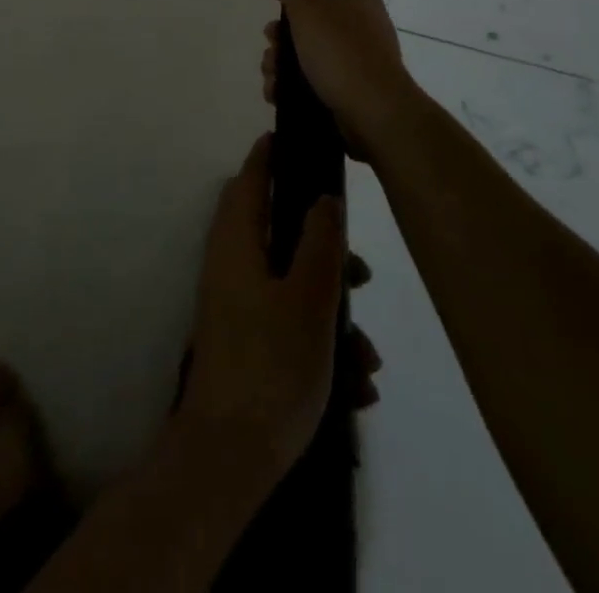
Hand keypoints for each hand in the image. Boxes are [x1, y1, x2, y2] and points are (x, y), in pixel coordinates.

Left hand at [177, 134, 344, 483]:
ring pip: (291, 284)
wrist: (230, 457)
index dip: (271, 156)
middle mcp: (230, 264)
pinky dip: (321, 343)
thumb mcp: (310, 300)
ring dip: (332, 312)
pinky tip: (356, 386)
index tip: (299, 141)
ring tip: (368, 357)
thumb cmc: (272, 366)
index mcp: (236, 242)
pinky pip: (288, 323)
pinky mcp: (246, 340)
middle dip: (325, 251)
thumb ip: (320, 243)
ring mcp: (235, 304)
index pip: (249, 179)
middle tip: (360, 274)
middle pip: (277, 232)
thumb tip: (324, 197)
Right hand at [264, 0, 416, 162]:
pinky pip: (310, 72)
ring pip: (306, 40)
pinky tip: (278, 91)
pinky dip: (291, 79)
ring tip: (272, 70)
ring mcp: (354, 51)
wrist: (376, 119)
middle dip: (285, 18)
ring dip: (282, 54)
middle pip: (314, 2)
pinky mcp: (346, 83)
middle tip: (272, 30)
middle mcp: (357, 16)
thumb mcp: (310, 11)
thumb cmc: (344, 55)